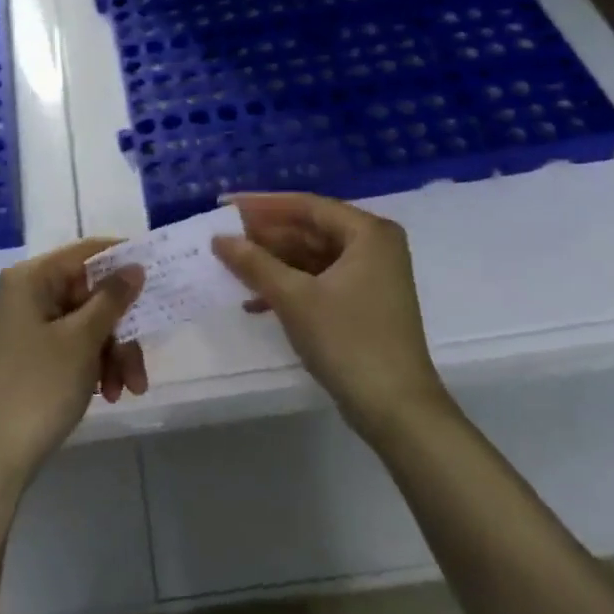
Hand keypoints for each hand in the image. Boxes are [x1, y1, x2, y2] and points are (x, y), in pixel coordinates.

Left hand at [0, 238, 145, 485]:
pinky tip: (110, 395)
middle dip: (122, 328)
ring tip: (128, 390)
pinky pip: (76, 346)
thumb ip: (112, 299)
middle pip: (92, 294)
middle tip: (141, 360)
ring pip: (89, 324)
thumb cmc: (38, 386)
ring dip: (114, 354)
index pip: (86, 252)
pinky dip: (96, 366)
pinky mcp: (35, 354)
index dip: (124, 261)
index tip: (162, 273)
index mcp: (30, 279)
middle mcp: (27, 294)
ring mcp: (30, 326)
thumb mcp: (82, 340)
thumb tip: (135, 265)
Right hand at [212, 193, 452, 445]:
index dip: (262, 205)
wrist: (395, 407)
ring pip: (312, 257)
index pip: (306, 206)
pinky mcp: (363, 303)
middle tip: (223, 239)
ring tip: (232, 269)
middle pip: (310, 230)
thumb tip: (219, 238)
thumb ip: (254, 263)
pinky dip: (289, 287)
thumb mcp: (294, 298)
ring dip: (273, 264)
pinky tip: (255, 302)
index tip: (225, 206)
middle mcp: (374, 246)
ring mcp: (371, 276)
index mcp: (368, 233)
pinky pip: (319, 280)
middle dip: (265, 237)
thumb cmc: (347, 340)